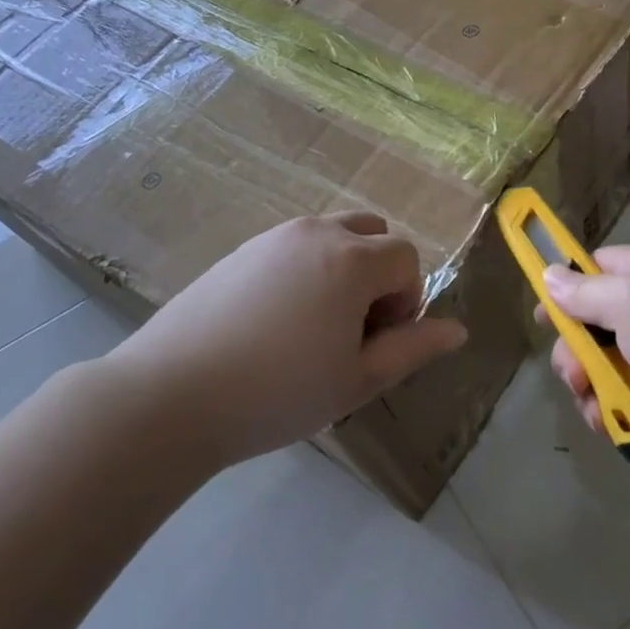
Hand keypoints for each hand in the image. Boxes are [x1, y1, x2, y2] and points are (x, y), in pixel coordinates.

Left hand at [96, 212, 466, 468]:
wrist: (170, 396)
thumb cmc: (278, 392)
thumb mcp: (358, 379)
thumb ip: (414, 348)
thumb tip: (459, 330)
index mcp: (352, 259)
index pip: (407, 258)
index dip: (406, 300)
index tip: (378, 342)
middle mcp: (316, 233)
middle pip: (373, 233)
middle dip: (379, 274)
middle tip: (353, 328)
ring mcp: (273, 237)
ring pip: (332, 234)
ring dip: (344, 268)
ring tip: (315, 325)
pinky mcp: (240, 250)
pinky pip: (294, 246)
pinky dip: (306, 270)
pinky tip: (275, 322)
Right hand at [542, 245, 629, 478]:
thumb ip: (586, 293)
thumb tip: (550, 275)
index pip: (596, 268)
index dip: (565, 289)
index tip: (544, 319)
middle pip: (596, 327)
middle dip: (577, 355)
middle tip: (578, 377)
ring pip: (611, 371)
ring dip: (596, 393)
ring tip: (601, 413)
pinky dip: (623, 417)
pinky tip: (619, 430)